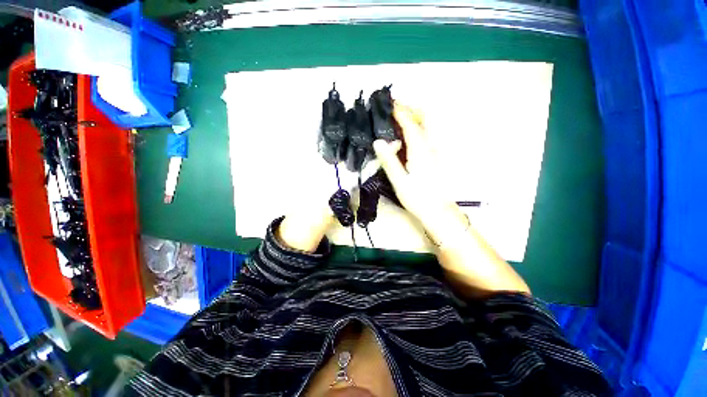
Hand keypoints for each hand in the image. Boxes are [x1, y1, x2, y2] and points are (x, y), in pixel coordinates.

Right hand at [374, 102, 529, 296]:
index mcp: (420, 150)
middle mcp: (429, 147)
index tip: (389, 104)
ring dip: (413, 118)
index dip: (400, 112)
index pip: (410, 124)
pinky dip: (414, 130)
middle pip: (423, 120)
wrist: (437, 212)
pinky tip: (405, 136)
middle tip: (394, 107)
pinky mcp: (433, 158)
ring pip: (425, 128)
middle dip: (410, 109)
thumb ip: (389, 160)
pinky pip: (424, 137)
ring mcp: (433, 152)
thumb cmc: (418, 198)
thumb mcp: (399, 181)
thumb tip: (378, 142)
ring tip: (397, 118)